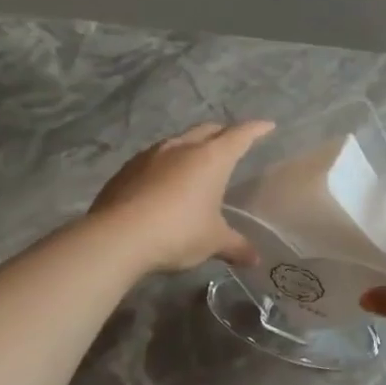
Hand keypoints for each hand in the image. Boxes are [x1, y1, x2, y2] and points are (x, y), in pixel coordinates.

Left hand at [89, 121, 274, 273]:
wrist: (118, 237)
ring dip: (191, 147)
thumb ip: (235, 246)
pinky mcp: (126, 170)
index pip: (240, 136)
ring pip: (178, 141)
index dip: (256, 130)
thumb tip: (254, 258)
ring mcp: (150, 156)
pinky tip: (164, 182)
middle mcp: (181, 148)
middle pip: (207, 130)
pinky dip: (166, 165)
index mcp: (211, 159)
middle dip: (223, 132)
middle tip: (232, 141)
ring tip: (196, 161)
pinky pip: (153, 159)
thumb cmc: (178, 232)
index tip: (267, 125)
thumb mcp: (213, 242)